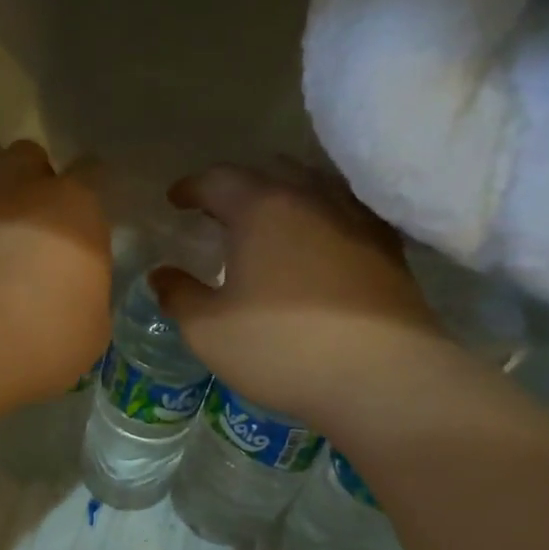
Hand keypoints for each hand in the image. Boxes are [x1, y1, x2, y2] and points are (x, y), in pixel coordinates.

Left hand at [0, 141, 111, 405]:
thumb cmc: (49, 334)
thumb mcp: (93, 325)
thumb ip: (88, 291)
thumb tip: (77, 290)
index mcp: (76, 207)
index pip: (93, 171)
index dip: (93, 189)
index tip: (91, 216)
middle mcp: (26, 193)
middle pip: (30, 156)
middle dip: (36, 178)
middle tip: (42, 218)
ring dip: (1, 204)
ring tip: (5, 244)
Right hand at [149, 165, 444, 430]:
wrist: (382, 378)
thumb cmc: (282, 348)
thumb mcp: (209, 330)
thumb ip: (178, 295)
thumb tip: (161, 275)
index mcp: (262, 208)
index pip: (218, 179)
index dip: (191, 187)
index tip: (175, 200)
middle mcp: (311, 198)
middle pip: (269, 171)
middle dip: (238, 185)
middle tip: (218, 209)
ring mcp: (355, 219)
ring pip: (313, 185)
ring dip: (282, 194)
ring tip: (267, 221)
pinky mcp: (387, 247)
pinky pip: (344, 211)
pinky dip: (319, 215)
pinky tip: (315, 241)